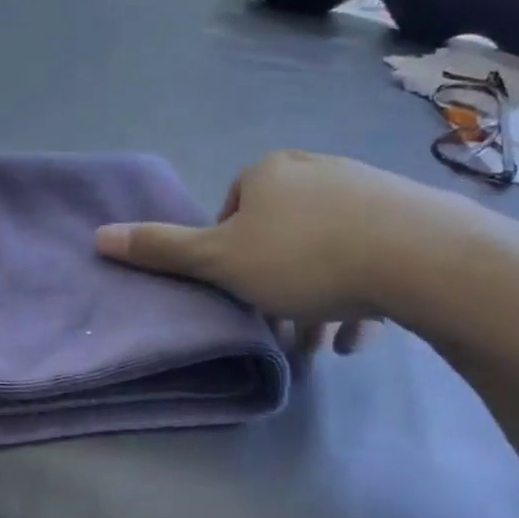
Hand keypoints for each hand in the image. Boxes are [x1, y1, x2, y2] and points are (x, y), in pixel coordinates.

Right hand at [93, 151, 463, 352]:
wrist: (420, 257)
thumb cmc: (303, 258)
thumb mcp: (220, 261)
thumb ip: (161, 250)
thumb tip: (98, 236)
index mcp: (268, 173)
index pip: (231, 214)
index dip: (229, 259)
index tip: (241, 294)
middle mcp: (315, 170)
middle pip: (279, 236)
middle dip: (275, 288)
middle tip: (283, 332)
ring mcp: (366, 190)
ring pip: (325, 251)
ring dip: (315, 301)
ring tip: (320, 347)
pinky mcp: (408, 217)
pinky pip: (369, 256)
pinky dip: (356, 295)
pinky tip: (358, 337)